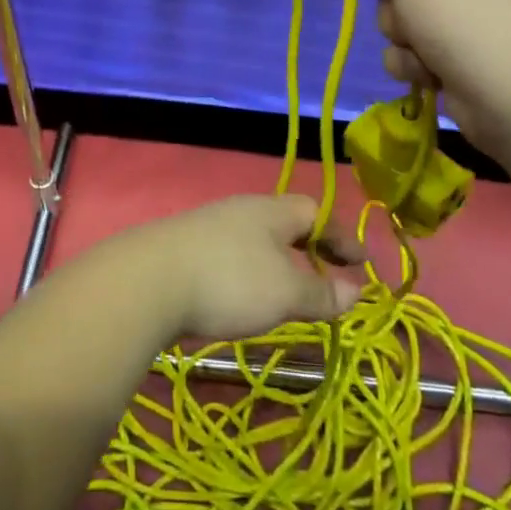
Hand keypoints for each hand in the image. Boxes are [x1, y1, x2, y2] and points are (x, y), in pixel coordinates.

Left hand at [88, 195, 364, 342]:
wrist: (148, 280)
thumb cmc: (229, 280)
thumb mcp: (285, 293)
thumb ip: (322, 293)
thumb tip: (356, 291)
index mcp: (271, 211)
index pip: (316, 212)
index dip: (341, 236)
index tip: (362, 263)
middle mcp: (241, 211)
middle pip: (285, 223)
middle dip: (311, 249)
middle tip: (330, 277)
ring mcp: (210, 227)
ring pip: (257, 240)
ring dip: (280, 263)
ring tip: (291, 294)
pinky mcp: (186, 250)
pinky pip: (232, 256)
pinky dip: (251, 274)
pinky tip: (245, 298)